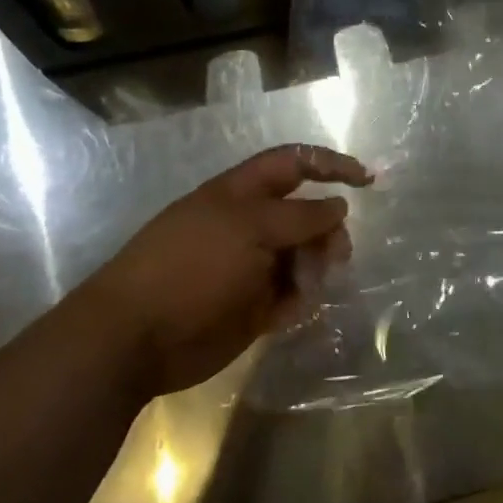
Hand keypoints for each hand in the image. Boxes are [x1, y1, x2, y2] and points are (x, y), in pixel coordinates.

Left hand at [77, 144, 372, 397]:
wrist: (135, 337)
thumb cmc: (192, 266)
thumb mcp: (250, 227)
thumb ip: (300, 216)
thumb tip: (338, 205)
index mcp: (242, 194)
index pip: (295, 164)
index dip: (331, 165)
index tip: (367, 180)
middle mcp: (250, 225)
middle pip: (306, 215)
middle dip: (328, 231)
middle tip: (337, 256)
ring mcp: (250, 266)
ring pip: (303, 257)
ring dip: (315, 268)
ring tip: (308, 288)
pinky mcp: (251, 306)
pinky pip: (291, 295)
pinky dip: (298, 300)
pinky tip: (289, 311)